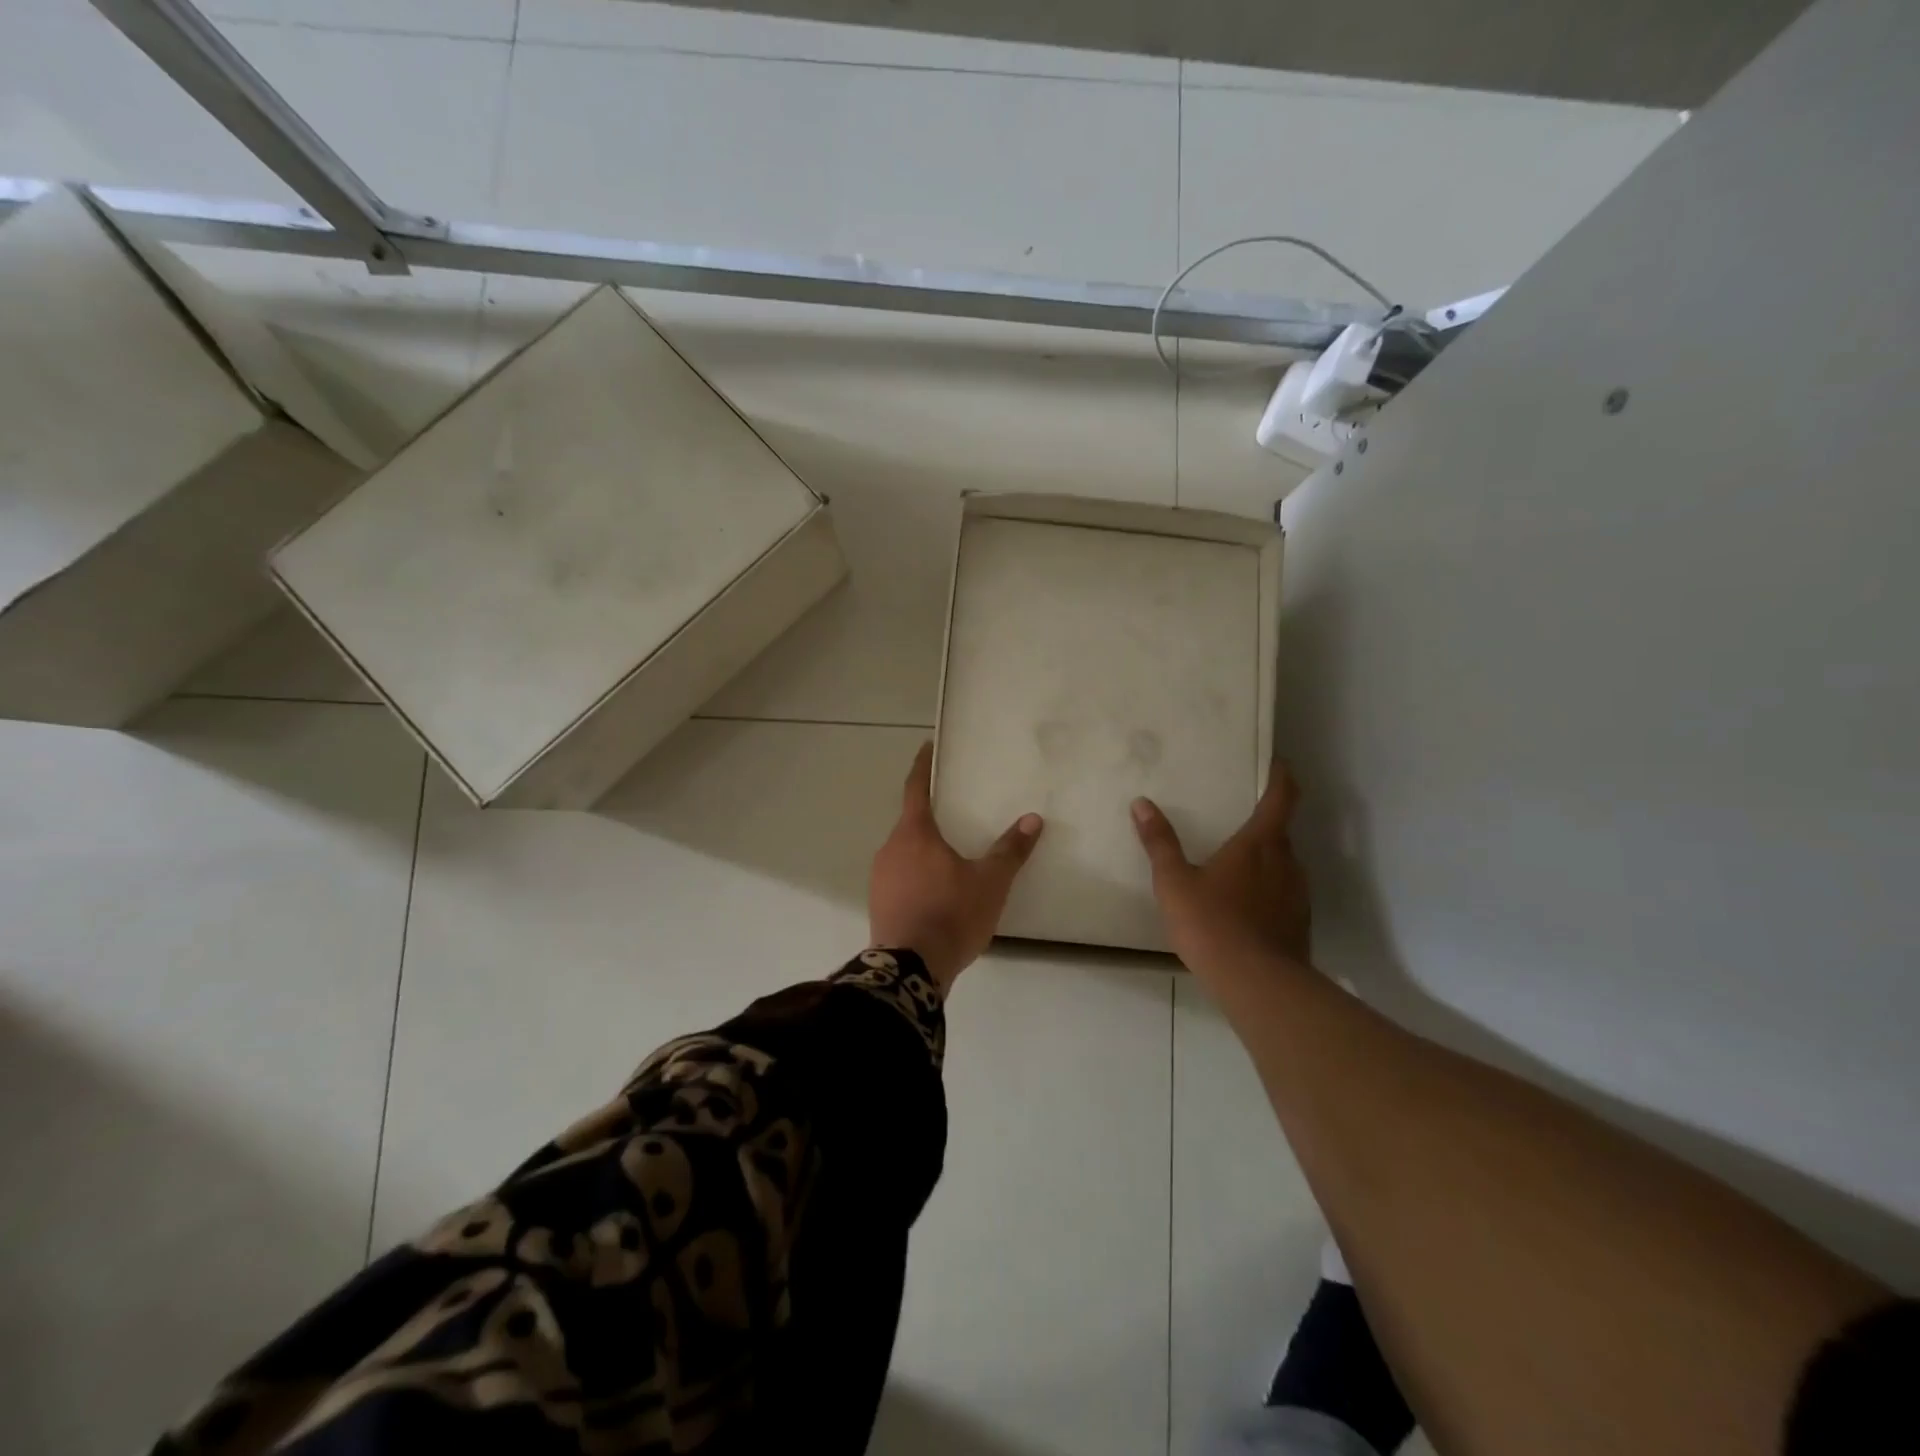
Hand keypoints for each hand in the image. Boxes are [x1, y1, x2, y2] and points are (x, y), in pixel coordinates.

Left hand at [869, 744, 1043, 994]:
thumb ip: (1010, 850)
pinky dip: (918, 874)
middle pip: (910, 822)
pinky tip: (938, 891)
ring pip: (905, 851)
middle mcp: (890, 848)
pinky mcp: (879, 903)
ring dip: (925, 849)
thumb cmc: (950, 914)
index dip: (922, 766)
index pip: (915, 788)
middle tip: (955, 811)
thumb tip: (1033, 819)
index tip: (927, 747)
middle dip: (930, 815)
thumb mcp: (990, 882)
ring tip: (952, 856)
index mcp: (914, 833)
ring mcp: (880, 877)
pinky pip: (900, 876)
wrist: (909, 970)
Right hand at [1131, 764, 1311, 974]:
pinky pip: (1284, 894)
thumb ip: (1159, 842)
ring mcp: (1298, 894)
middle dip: (1263, 823)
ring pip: (1284, 865)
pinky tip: (1245, 908)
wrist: (1258, 985)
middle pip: (1281, 832)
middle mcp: (1287, 862)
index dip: (1282, 777)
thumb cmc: (1212, 923)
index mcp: (1259, 844)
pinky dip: (1268, 891)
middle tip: (1237, 821)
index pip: (1281, 798)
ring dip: (1265, 860)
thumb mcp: (1174, 882)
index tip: (1278, 764)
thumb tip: (1141, 803)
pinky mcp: (1300, 923)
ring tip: (1236, 867)